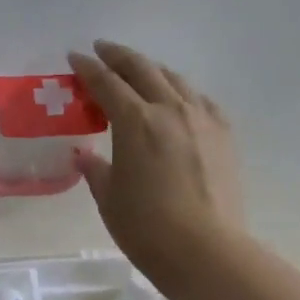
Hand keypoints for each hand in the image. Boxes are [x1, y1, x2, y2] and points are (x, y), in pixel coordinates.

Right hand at [68, 41, 243, 283]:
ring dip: (152, 69)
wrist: (206, 249)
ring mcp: (202, 119)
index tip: (75, 57)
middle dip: (119, 56)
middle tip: (103, 50)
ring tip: (139, 71)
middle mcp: (170, 109)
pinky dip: (181, 92)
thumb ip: (96, 170)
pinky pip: (200, 99)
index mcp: (135, 121)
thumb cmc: (146, 227)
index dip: (88, 68)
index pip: (106, 83)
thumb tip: (86, 155)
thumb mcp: (109, 198)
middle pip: (142, 69)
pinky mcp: (224, 134)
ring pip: (175, 79)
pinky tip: (178, 100)